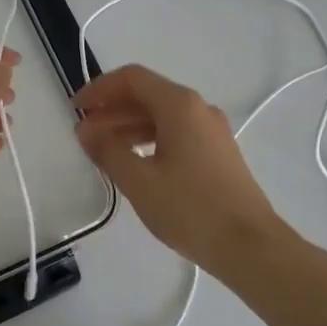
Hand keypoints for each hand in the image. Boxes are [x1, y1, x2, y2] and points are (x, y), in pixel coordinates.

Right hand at [73, 63, 288, 270]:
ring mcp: (212, 130)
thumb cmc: (190, 209)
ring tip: (102, 150)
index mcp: (179, 105)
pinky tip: (134, 163)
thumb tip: (85, 130)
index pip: (132, 78)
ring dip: (128, 126)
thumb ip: (107, 150)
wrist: (250, 246)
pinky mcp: (218, 152)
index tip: (76, 110)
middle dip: (112, 110)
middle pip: (147, 95)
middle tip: (84, 134)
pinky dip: (149, 140)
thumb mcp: (139, 181)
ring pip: (161, 116)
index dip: (99, 89)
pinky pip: (176, 133)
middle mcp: (198, 108)